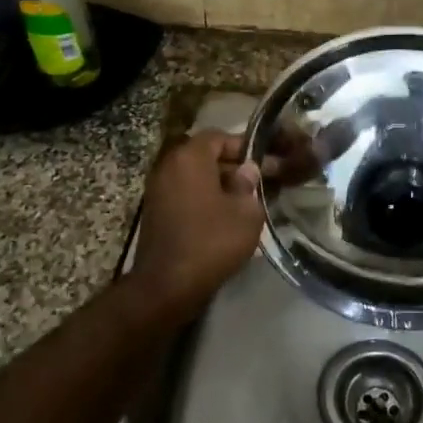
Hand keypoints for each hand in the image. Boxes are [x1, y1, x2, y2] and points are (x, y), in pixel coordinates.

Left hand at [129, 131, 263, 308]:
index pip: (219, 137)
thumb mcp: (246, 212)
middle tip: (260, 184)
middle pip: (206, 156)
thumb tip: (247, 170)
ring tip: (246, 203)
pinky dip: (204, 200)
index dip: (245, 147)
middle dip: (233, 167)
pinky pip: (185, 195)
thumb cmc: (211, 241)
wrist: (166, 286)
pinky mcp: (155, 212)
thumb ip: (249, 184)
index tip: (266, 163)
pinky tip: (225, 219)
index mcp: (189, 157)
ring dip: (219, 186)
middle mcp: (168, 166)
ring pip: (196, 177)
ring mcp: (158, 190)